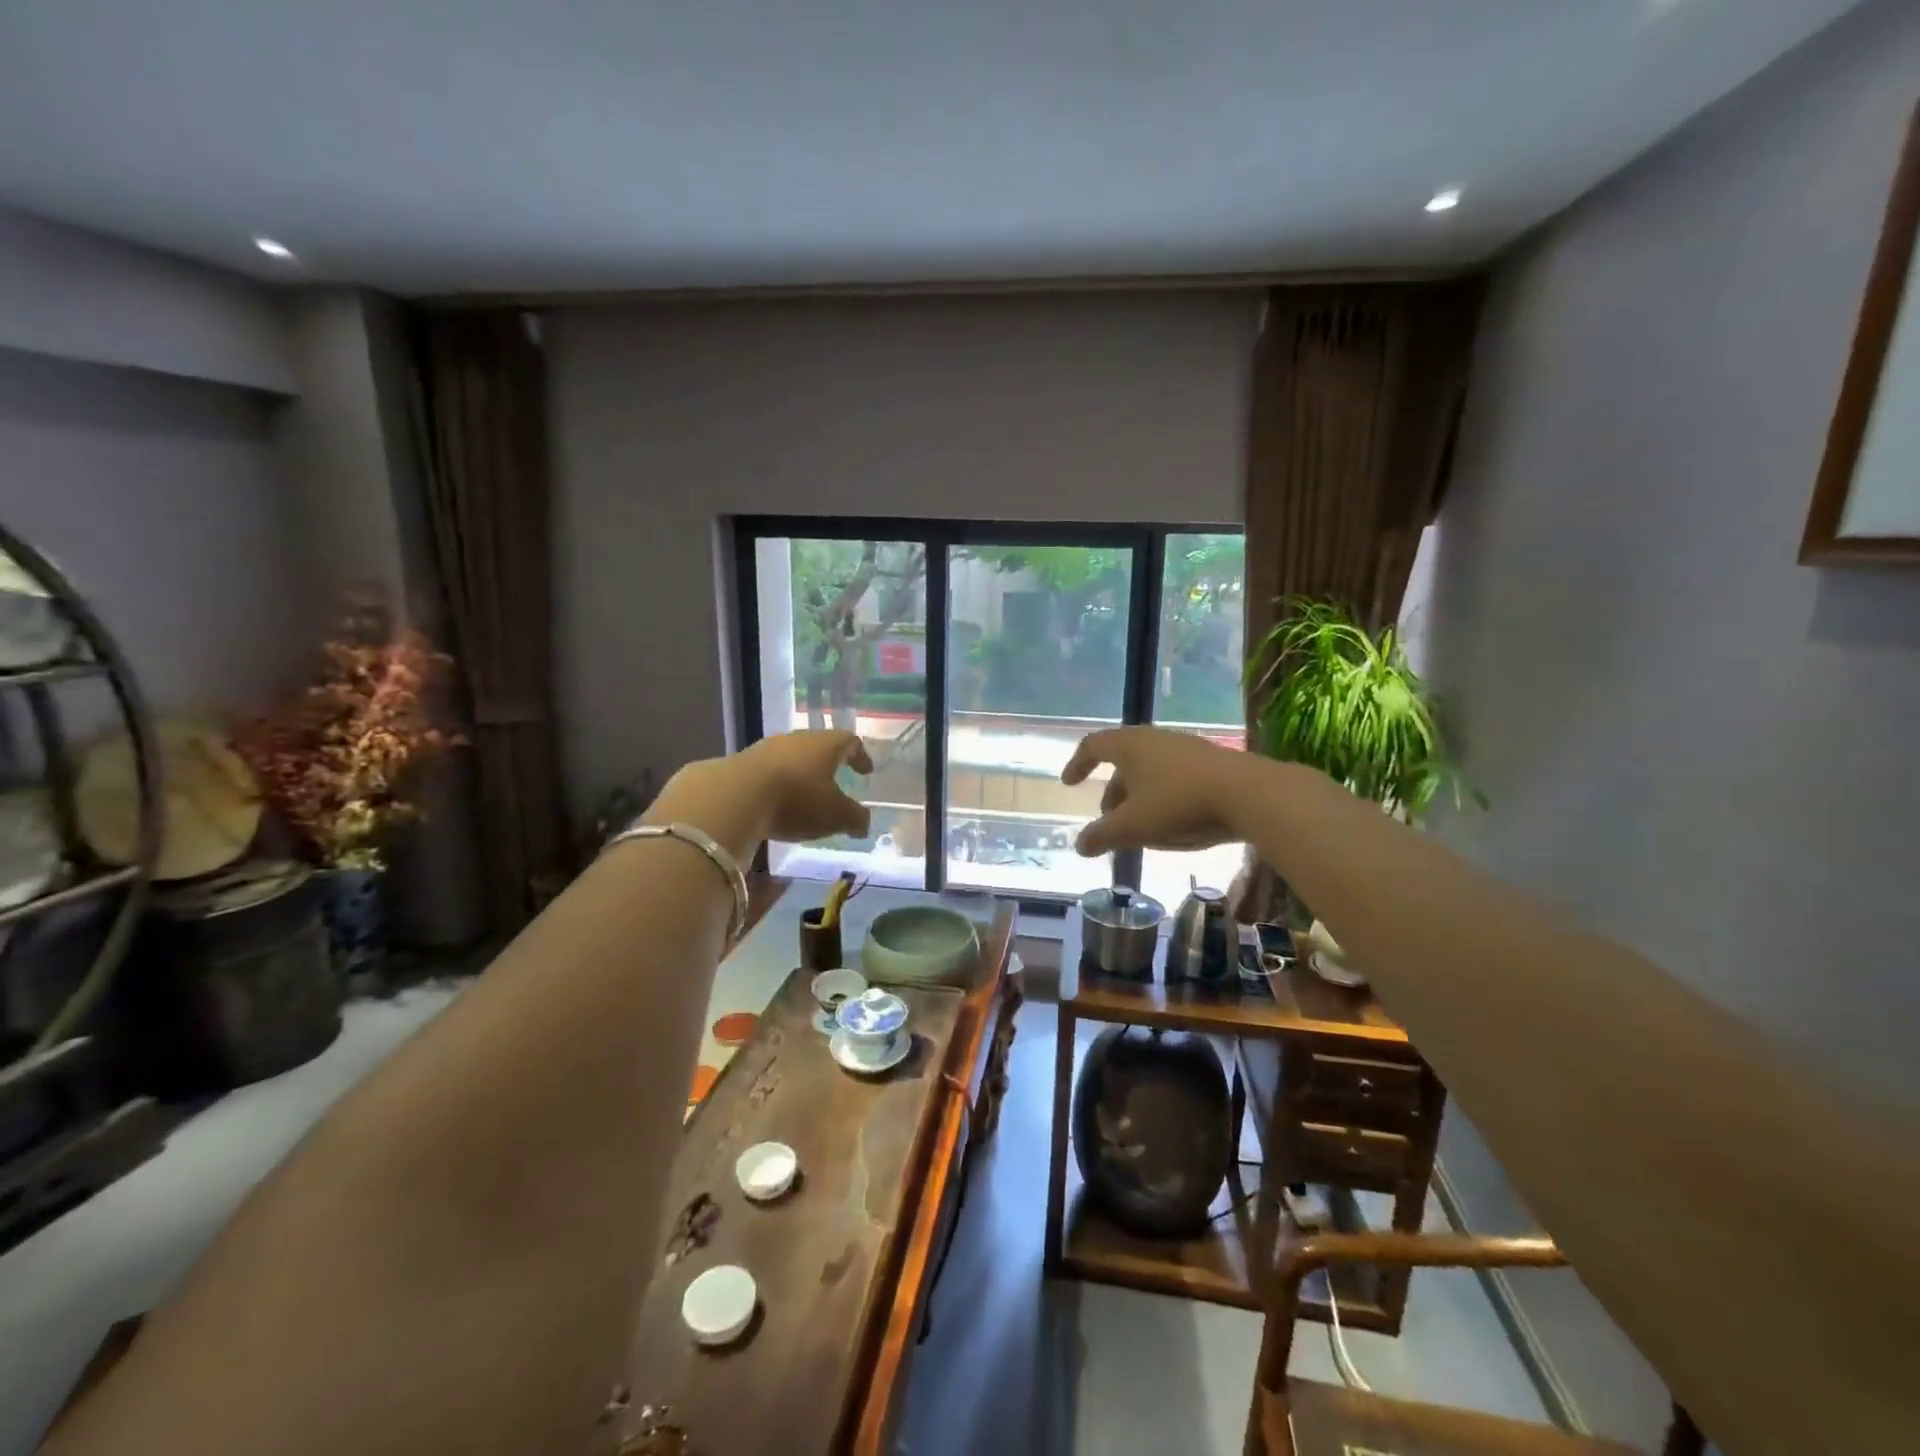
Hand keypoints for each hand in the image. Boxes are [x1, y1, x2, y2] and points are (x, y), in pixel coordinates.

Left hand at [646, 731, 873, 858]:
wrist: (734, 796)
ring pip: (790, 758)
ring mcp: (765, 749)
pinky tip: (775, 803)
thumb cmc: (797, 800)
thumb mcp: (836, 816)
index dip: (860, 756)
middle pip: (818, 746)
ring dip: (800, 775)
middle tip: (836, 780)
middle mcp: (797, 739)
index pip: (849, 742)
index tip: (866, 771)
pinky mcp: (740, 763)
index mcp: (825, 745)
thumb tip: (864, 822)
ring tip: (804, 796)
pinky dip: (776, 785)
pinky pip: (766, 772)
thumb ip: (855, 818)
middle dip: (828, 764)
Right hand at [1061, 726, 1252, 856]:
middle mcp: (1154, 738)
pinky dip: (1162, 797)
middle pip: (1122, 762)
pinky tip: (1174, 825)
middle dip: (1112, 793)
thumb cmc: (1179, 803)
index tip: (1070, 783)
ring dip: (1138, 798)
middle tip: (1109, 821)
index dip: (1078, 764)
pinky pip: (1174, 777)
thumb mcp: (1133, 826)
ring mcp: (1185, 748)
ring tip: (1141, 828)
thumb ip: (1102, 836)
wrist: (1249, 793)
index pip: (1093, 745)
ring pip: (1150, 771)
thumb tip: (1079, 846)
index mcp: (1129, 745)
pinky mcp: (1210, 762)